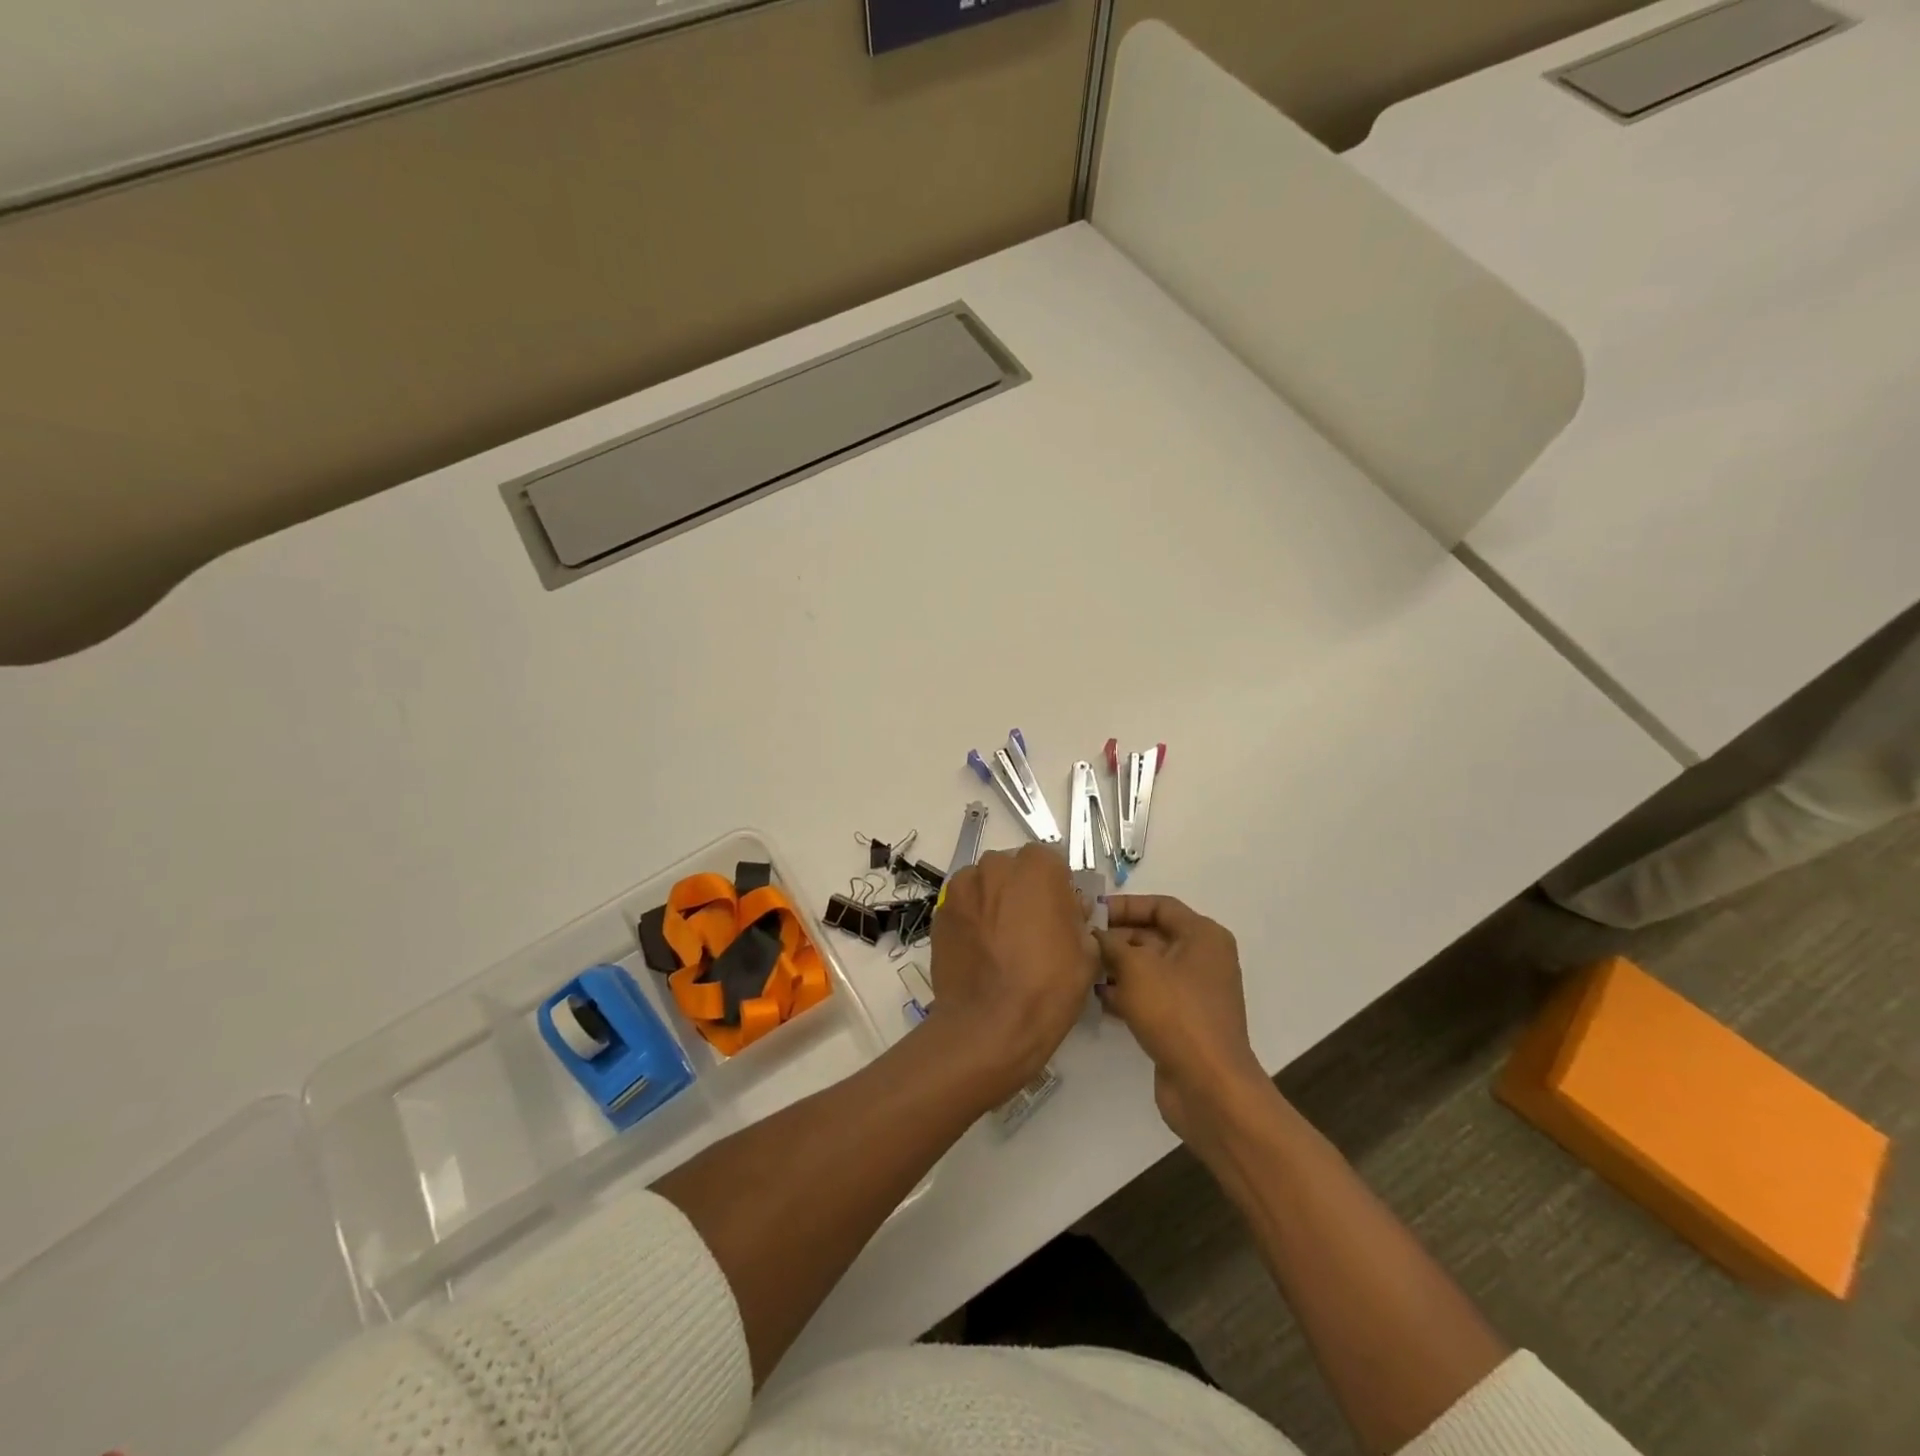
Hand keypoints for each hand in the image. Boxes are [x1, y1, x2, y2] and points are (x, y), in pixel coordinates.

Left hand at [926, 844, 1097, 1104]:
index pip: (1049, 860)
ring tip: (1000, 942)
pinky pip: (963, 907)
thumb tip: (1067, 909)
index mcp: (1036, 868)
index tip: (1059, 913)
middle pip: (1012, 869)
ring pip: (984, 885)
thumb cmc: (1047, 986)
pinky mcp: (940, 914)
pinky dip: (972, 920)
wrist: (988, 1025)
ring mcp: (962, 889)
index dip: (1056, 886)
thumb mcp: (1086, 952)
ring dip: (993, 902)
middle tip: (1030, 928)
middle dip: (1022, 890)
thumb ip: (1077, 917)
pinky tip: (980, 952)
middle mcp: (995, 867)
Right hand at [1095, 895, 1266, 1144]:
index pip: (1159, 905)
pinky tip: (1097, 998)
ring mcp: (1193, 992)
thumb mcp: (1136, 968)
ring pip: (1147, 968)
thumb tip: (1093, 934)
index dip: (1124, 905)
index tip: (1090, 912)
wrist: (1209, 1087)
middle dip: (1115, 937)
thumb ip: (1110, 944)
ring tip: (1081, 968)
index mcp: (1202, 936)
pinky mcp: (1182, 1021)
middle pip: (1152, 936)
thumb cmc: (1176, 1013)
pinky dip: (1125, 993)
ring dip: (1116, 967)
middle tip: (1078, 941)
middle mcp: (1202, 959)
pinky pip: (1149, 996)